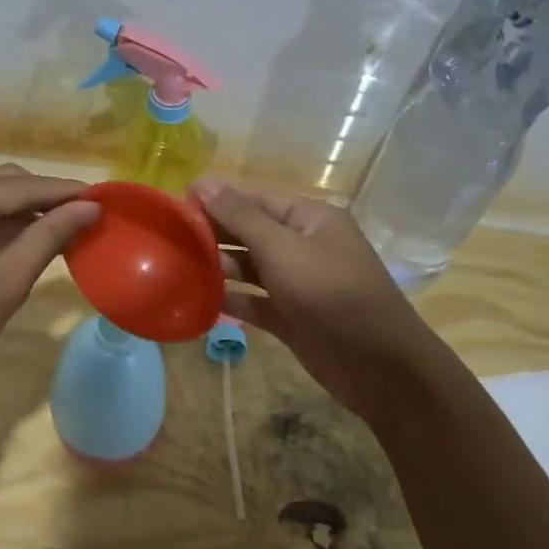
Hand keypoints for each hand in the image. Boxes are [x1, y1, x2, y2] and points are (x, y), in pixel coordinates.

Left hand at [0, 165, 98, 406]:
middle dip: (45, 197)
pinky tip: (27, 240)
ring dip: (23, 210)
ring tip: (65, 228)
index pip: (22, 186)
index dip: (66, 191)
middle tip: (87, 215)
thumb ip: (48, 237)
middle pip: (3, 183)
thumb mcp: (5, 281)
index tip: (105, 199)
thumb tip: (89, 208)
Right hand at [193, 177, 432, 426]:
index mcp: (309, 218)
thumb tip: (204, 182)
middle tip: (168, 238)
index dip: (216, 198)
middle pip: (250, 231)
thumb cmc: (332, 295)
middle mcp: (303, 245)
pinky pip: (254, 302)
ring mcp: (297, 283)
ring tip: (177, 267)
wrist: (380, 367)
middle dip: (213, 233)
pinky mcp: (291, 317)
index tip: (175, 204)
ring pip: (249, 267)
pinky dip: (231, 301)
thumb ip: (241, 217)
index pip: (254, 198)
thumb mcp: (284, 249)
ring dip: (218, 267)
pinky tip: (199, 301)